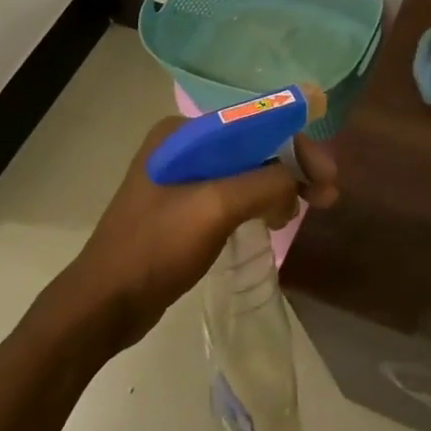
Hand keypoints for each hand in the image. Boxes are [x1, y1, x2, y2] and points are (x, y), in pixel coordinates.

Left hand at [50, 116, 339, 354]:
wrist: (102, 306)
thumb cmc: (156, 248)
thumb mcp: (216, 207)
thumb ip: (265, 183)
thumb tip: (296, 181)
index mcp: (184, 134)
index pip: (255, 123)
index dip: (296, 144)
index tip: (326, 172)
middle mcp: (182, 146)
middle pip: (254, 146)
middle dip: (293, 167)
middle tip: (327, 194)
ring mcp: (181, 177)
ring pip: (247, 171)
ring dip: (281, 186)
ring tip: (309, 209)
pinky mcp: (183, 207)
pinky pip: (233, 193)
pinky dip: (260, 202)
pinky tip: (277, 218)